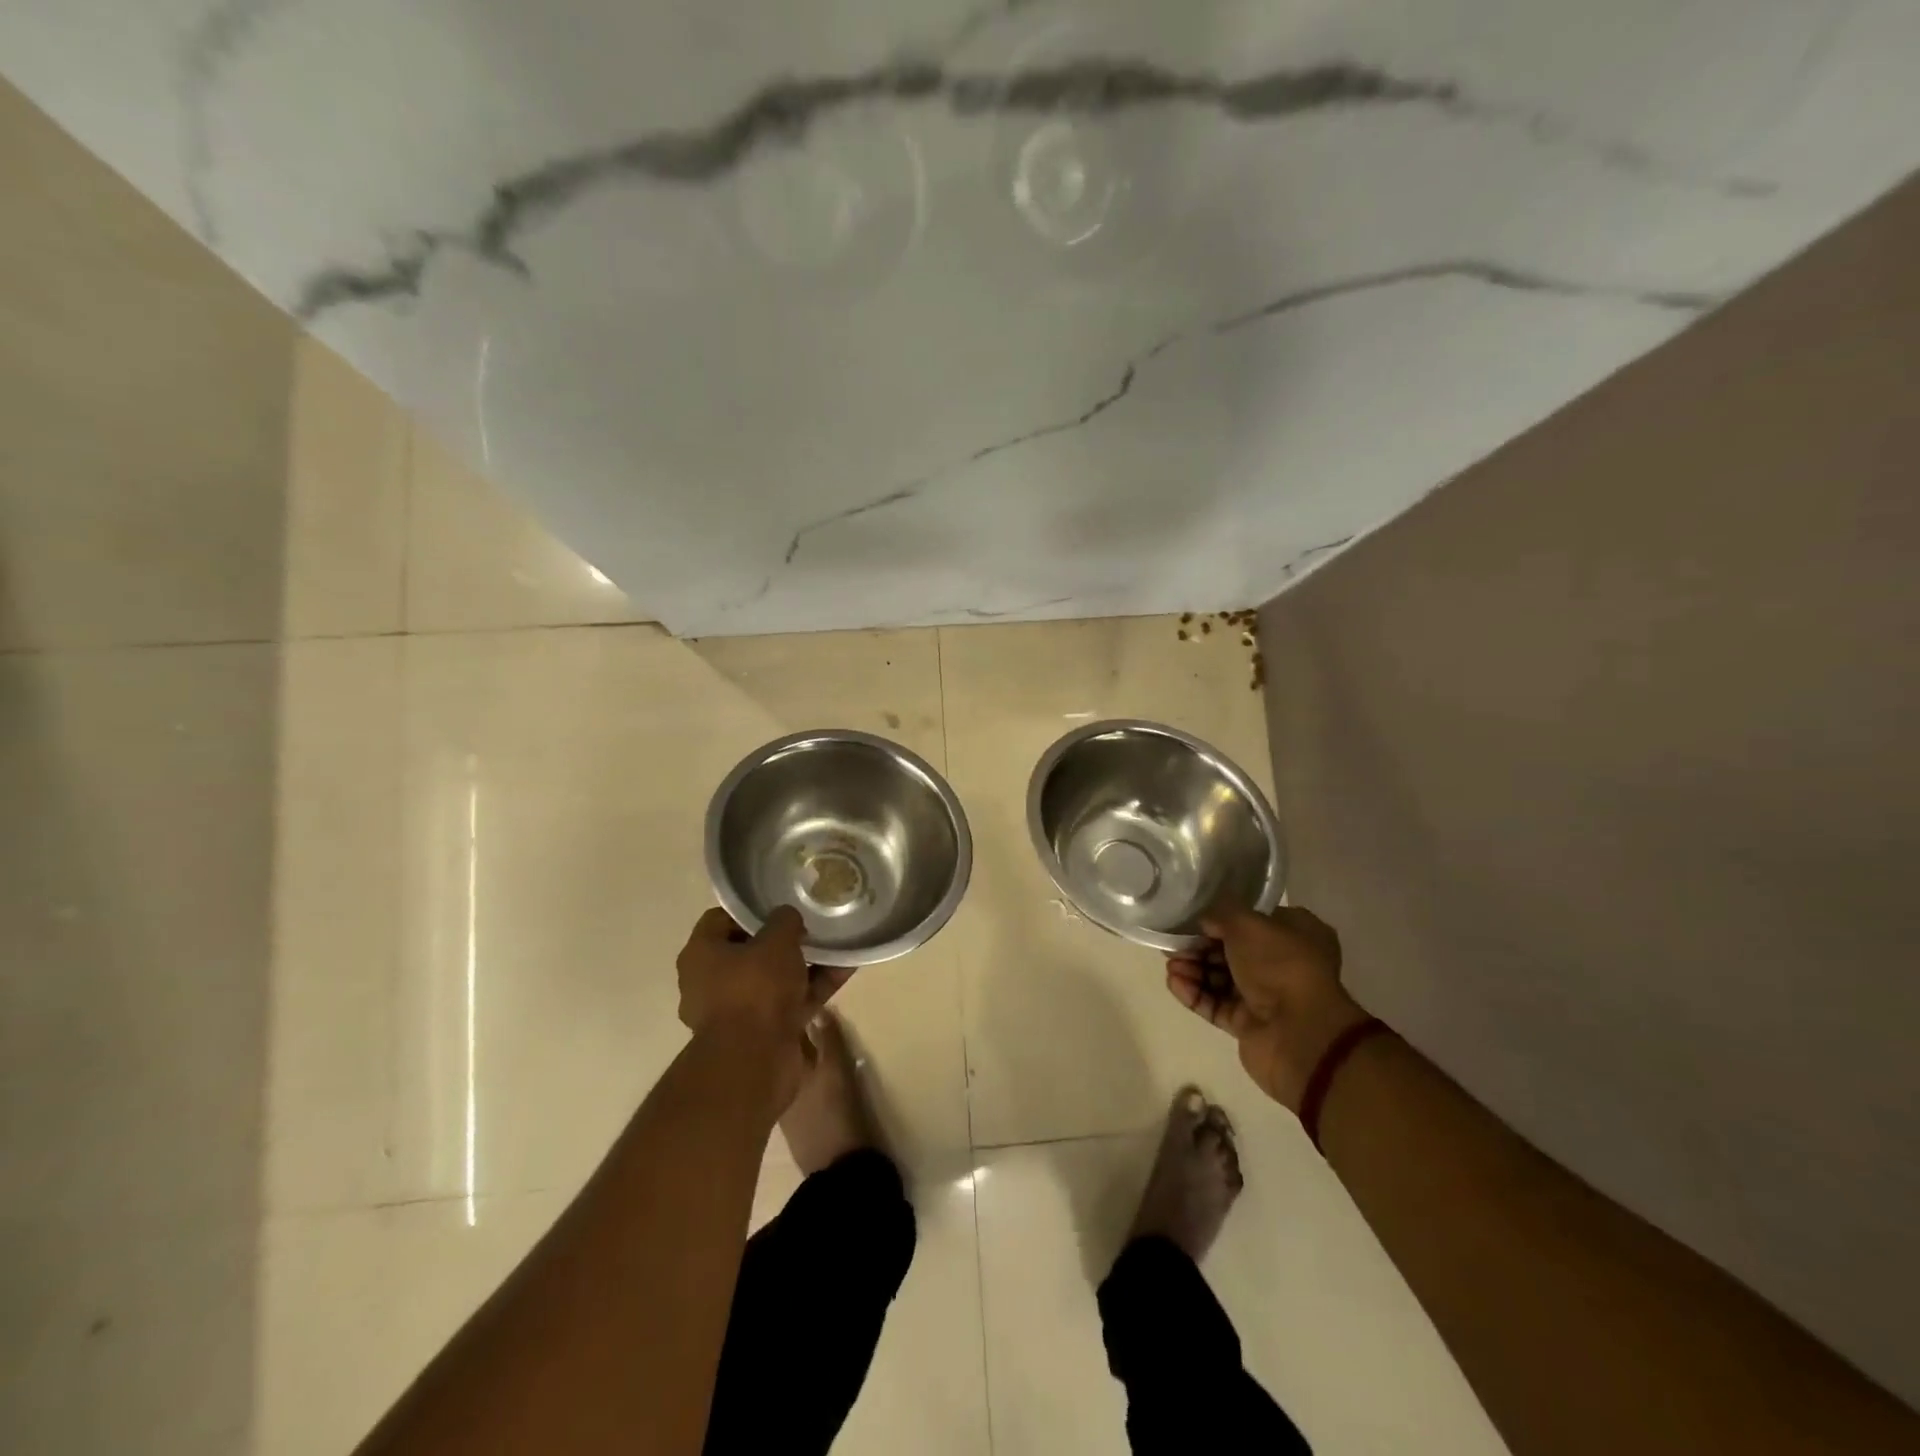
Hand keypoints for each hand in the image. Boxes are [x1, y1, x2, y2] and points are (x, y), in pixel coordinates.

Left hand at [676, 906, 851, 1109]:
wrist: (755, 1061)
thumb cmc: (755, 989)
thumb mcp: (776, 941)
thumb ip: (784, 920)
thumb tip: (788, 918)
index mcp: (701, 955)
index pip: (721, 919)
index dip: (751, 910)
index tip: (780, 905)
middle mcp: (712, 982)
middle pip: (751, 950)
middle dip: (783, 940)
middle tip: (811, 926)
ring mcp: (738, 1010)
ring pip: (774, 978)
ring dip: (804, 964)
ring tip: (837, 945)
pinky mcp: (763, 1032)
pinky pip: (791, 1000)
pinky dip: (814, 987)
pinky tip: (845, 970)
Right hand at [1166, 902, 1370, 1111]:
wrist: (1299, 1034)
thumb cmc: (1280, 965)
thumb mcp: (1247, 923)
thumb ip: (1221, 913)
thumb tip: (1205, 921)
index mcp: (1297, 934)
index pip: (1253, 920)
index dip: (1222, 919)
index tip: (1193, 920)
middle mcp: (1284, 964)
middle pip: (1232, 950)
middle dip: (1200, 947)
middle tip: (1173, 945)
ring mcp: (1267, 996)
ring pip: (1221, 978)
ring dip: (1193, 969)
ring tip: (1171, 966)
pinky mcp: (1249, 1024)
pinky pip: (1216, 1004)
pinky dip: (1195, 993)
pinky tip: (1174, 983)